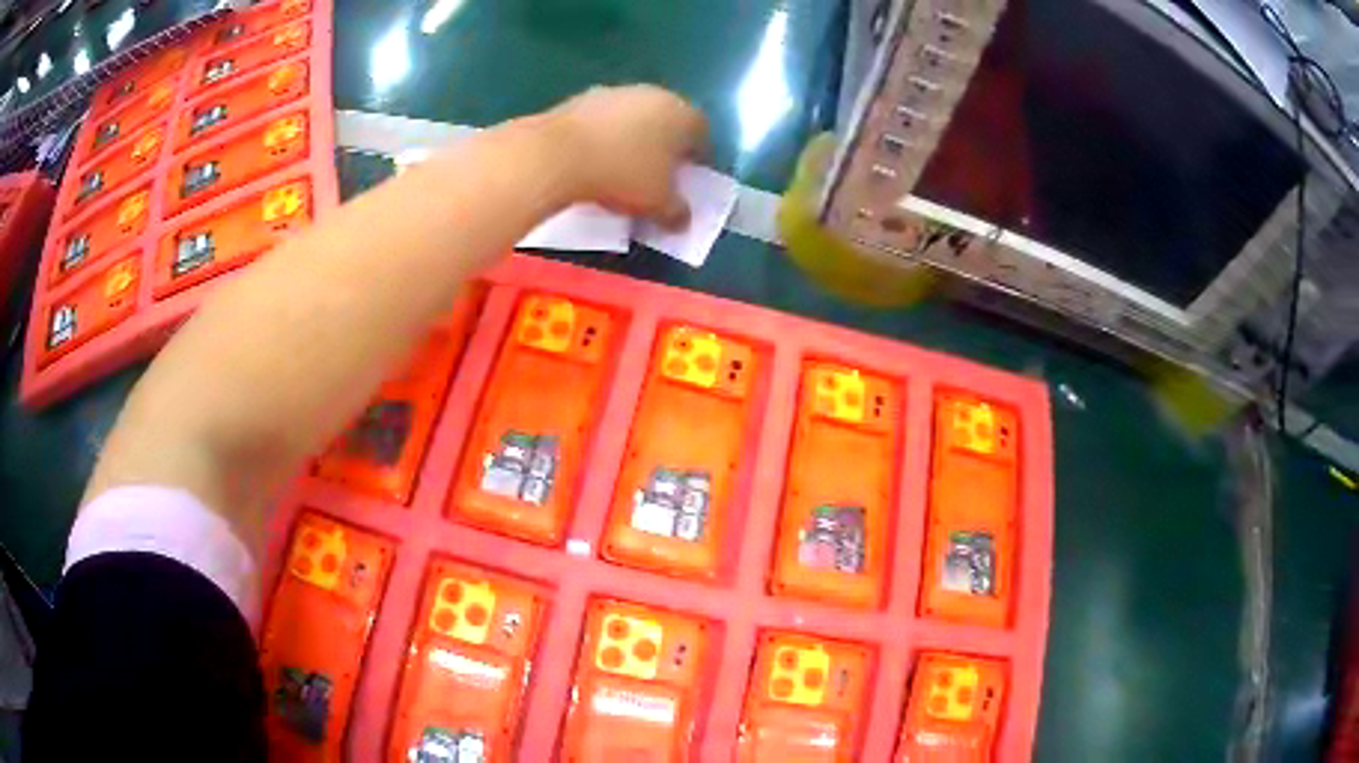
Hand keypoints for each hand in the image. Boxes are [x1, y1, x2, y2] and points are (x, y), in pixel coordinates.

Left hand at [549, 85, 707, 228]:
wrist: (556, 154)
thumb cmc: (622, 175)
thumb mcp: (658, 204)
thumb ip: (677, 212)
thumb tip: (682, 220)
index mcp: (683, 114)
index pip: (702, 134)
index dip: (696, 159)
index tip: (685, 180)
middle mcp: (654, 94)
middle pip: (667, 121)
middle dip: (664, 147)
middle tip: (655, 175)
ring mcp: (616, 92)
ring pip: (634, 118)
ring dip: (632, 139)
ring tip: (620, 169)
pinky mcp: (582, 97)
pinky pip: (603, 121)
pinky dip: (604, 136)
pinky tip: (593, 160)